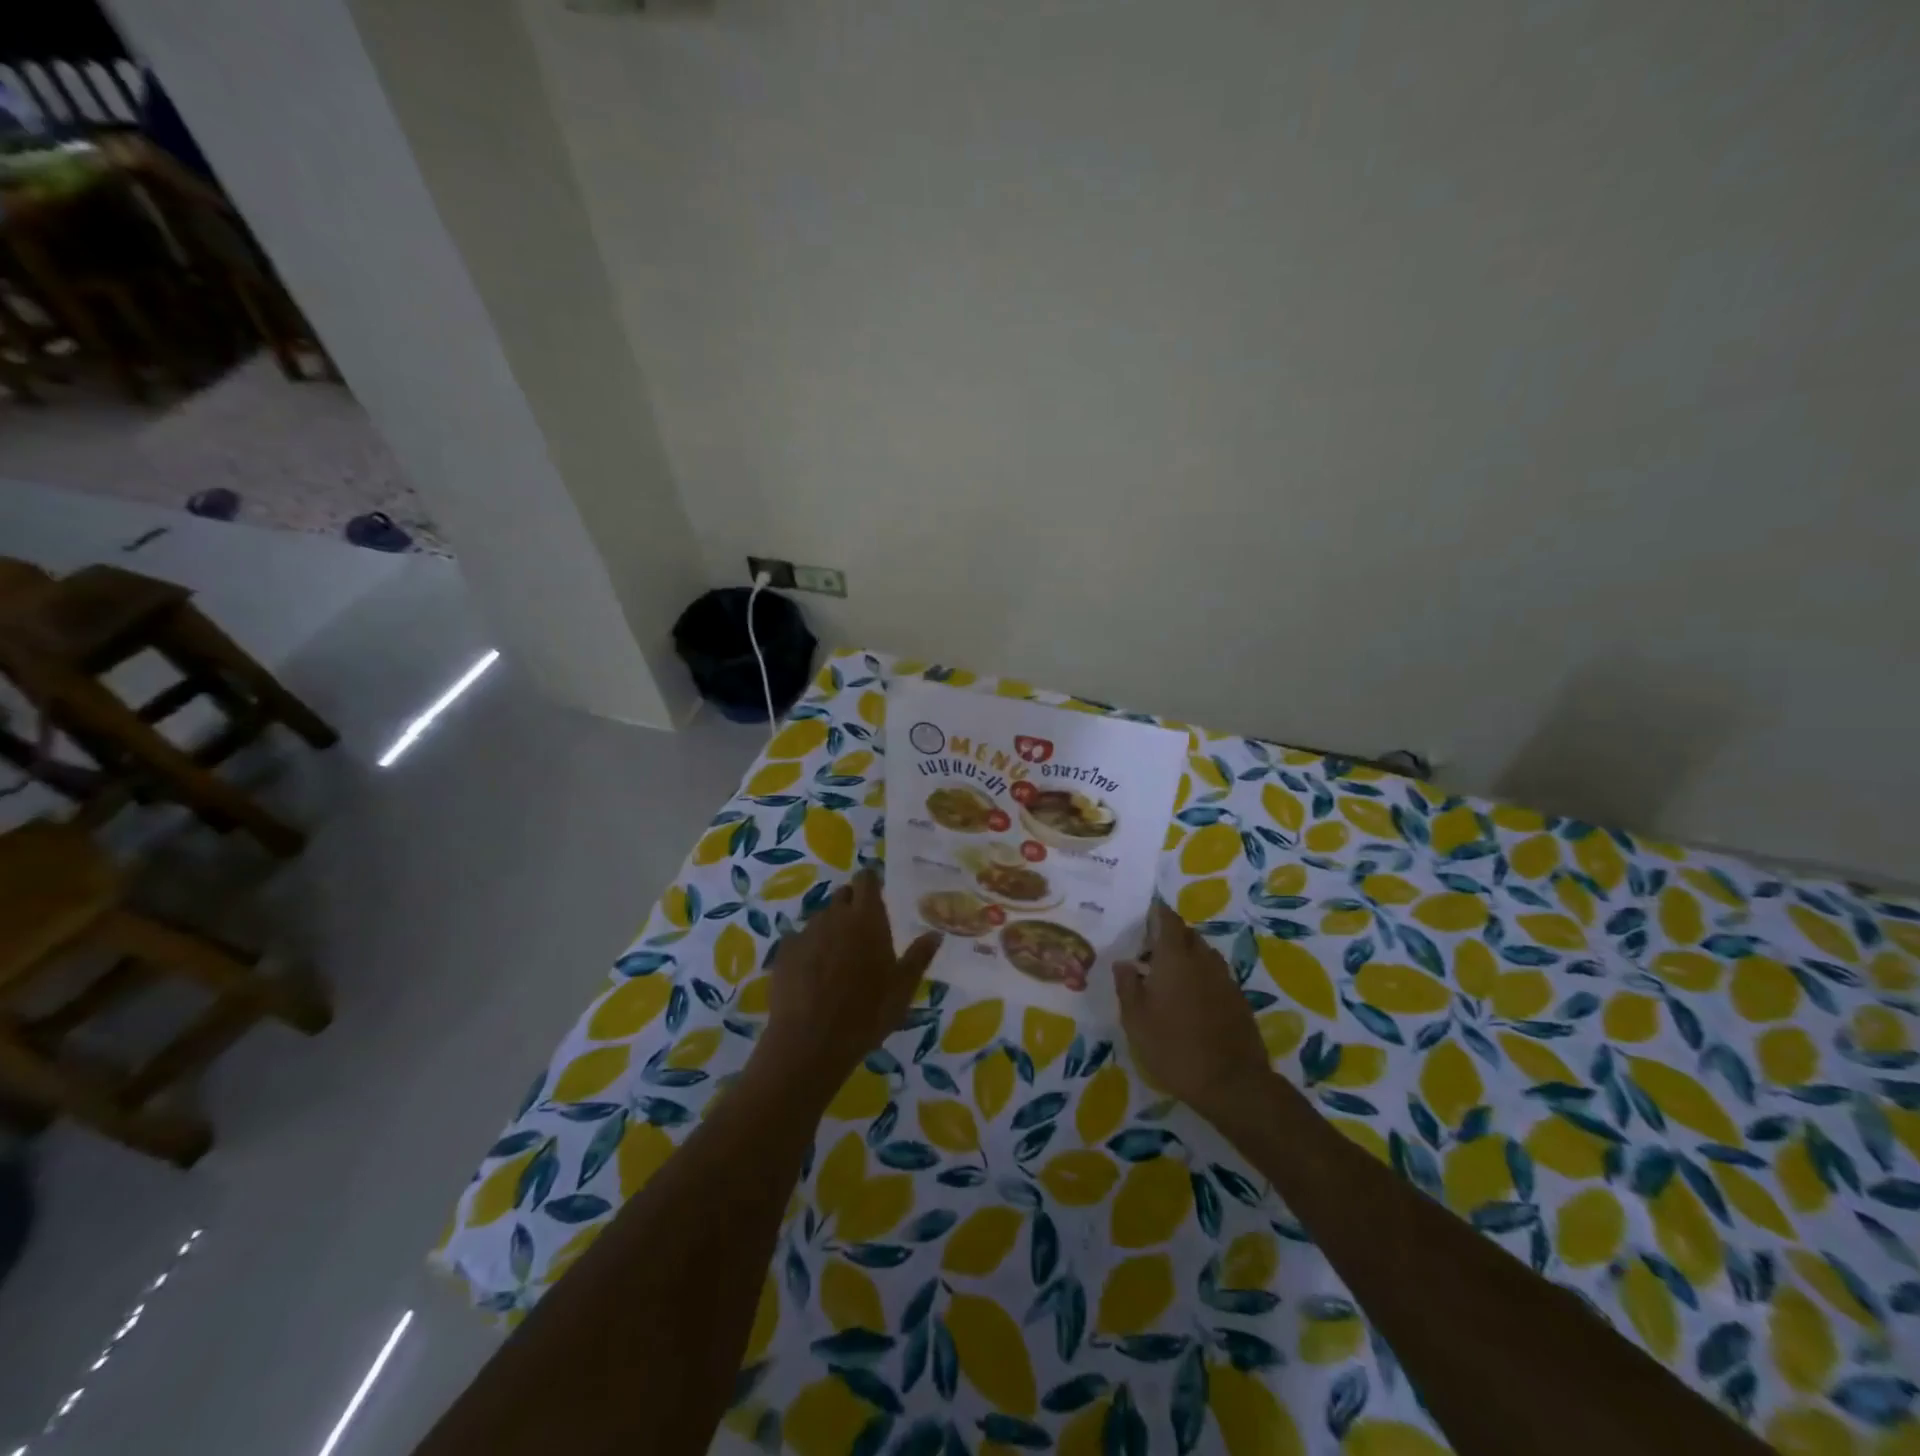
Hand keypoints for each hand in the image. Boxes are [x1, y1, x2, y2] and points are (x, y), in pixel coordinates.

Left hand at [755, 869, 941, 1100]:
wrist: (810, 1043)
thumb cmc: (866, 1014)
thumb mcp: (902, 989)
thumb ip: (918, 957)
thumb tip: (935, 934)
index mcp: (866, 918)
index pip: (866, 879)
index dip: (871, 882)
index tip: (877, 893)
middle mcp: (835, 916)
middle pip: (843, 896)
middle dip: (852, 906)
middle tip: (862, 933)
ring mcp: (806, 932)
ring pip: (822, 918)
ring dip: (831, 928)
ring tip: (838, 959)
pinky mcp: (784, 951)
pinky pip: (800, 939)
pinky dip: (809, 949)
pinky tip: (813, 975)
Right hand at [1115, 902, 1273, 1127]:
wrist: (1232, 1083)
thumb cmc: (1174, 1047)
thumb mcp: (1136, 1020)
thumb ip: (1127, 985)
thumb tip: (1124, 963)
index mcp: (1175, 958)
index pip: (1168, 920)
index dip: (1157, 913)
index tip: (1145, 916)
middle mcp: (1202, 959)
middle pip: (1187, 935)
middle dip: (1170, 935)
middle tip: (1150, 951)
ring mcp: (1224, 979)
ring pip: (1204, 954)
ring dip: (1187, 956)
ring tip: (1169, 976)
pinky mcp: (1238, 999)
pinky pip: (1216, 975)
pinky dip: (1202, 976)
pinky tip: (1191, 999)